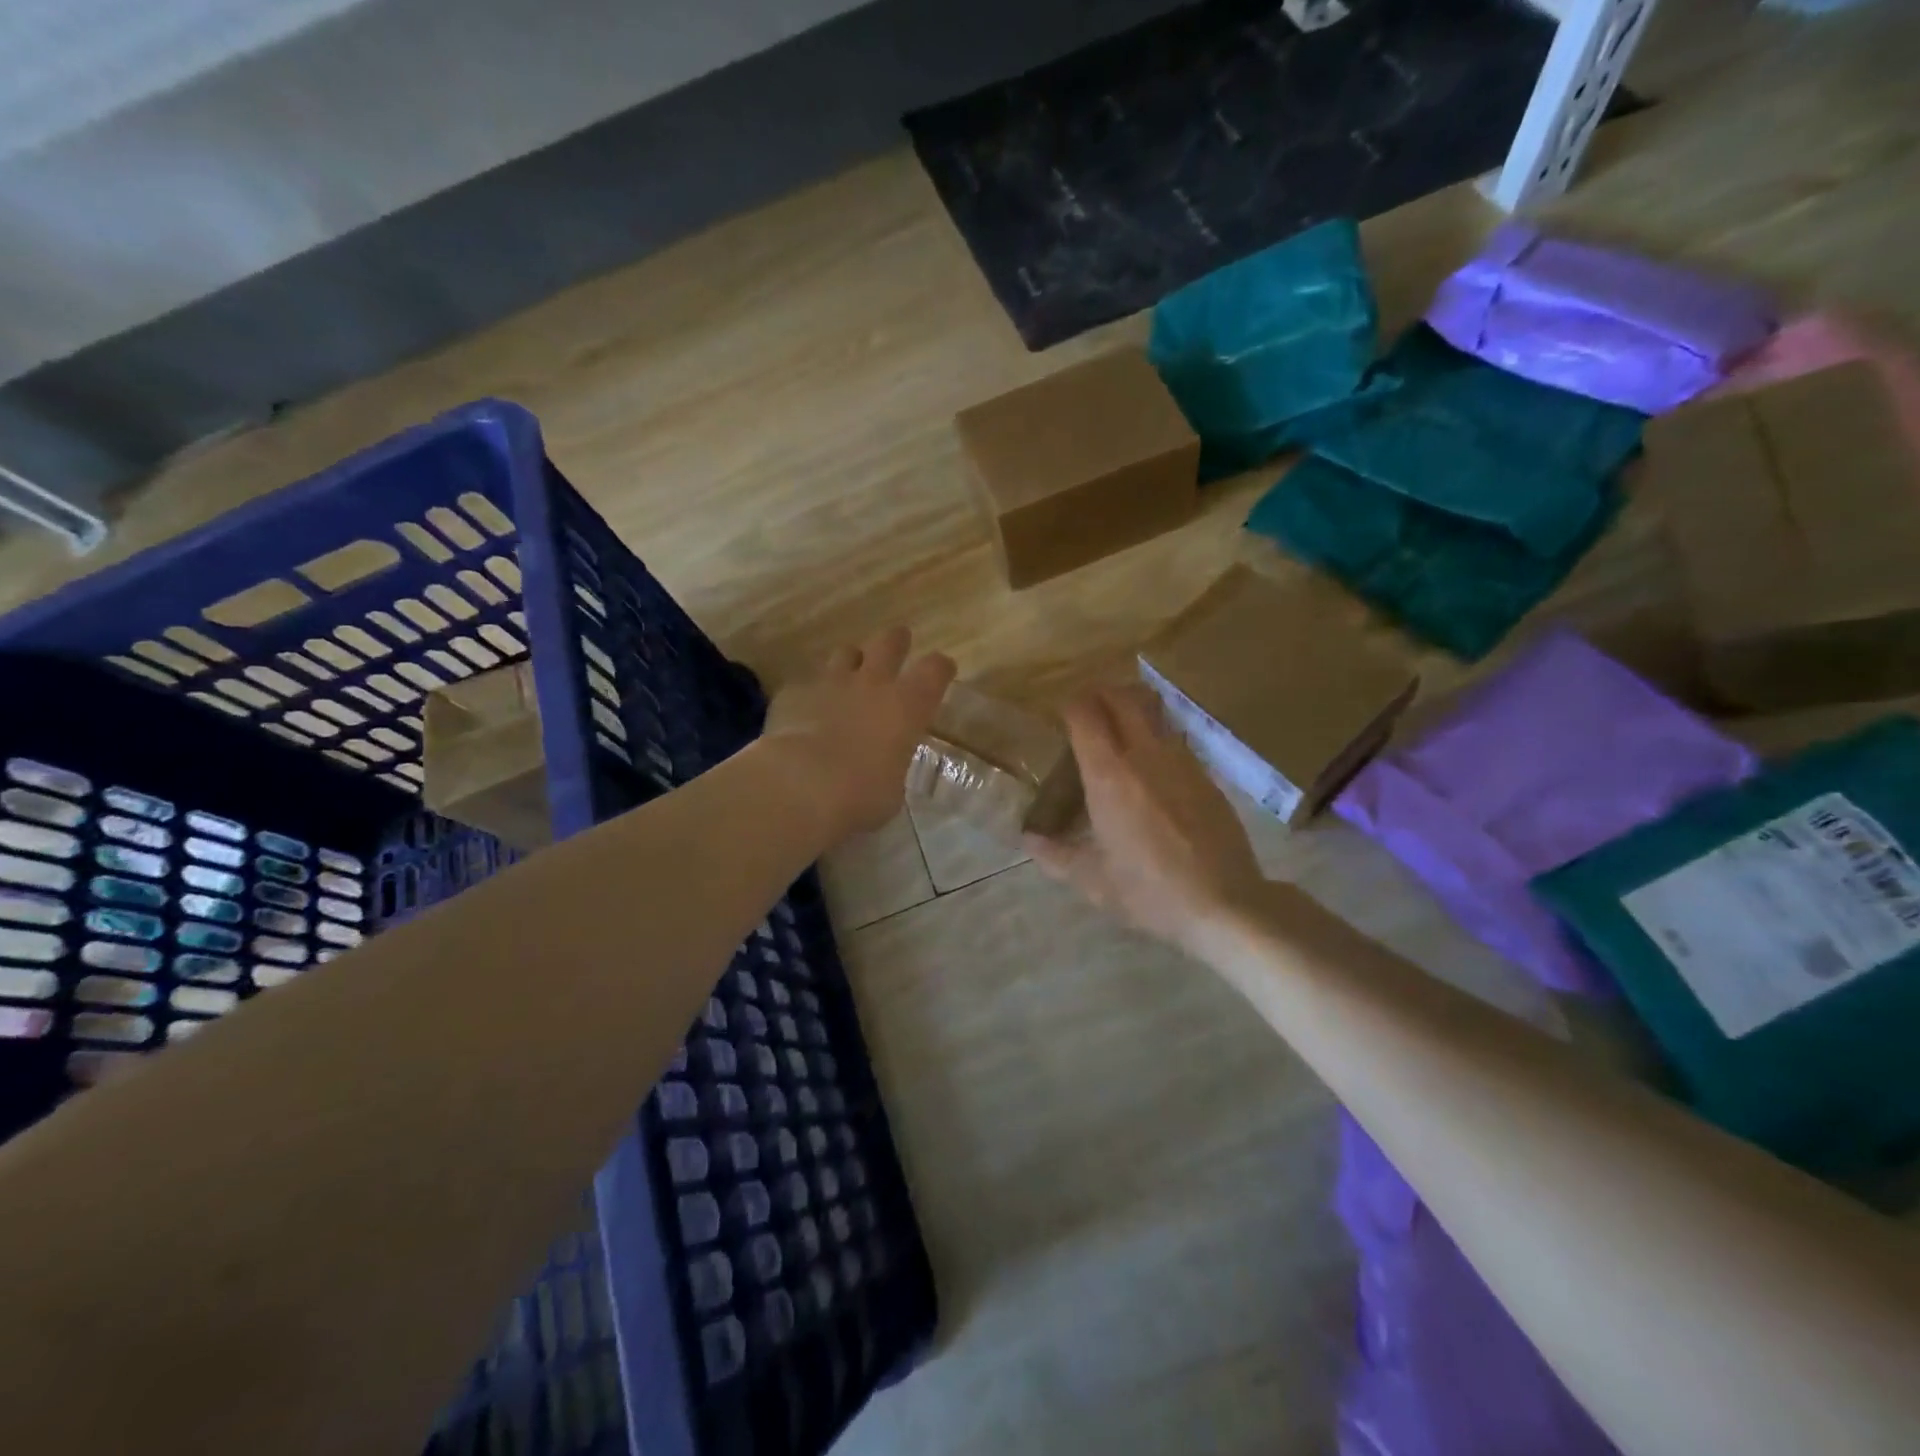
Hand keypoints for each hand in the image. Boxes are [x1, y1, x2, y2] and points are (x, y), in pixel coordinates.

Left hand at [763, 627, 956, 841]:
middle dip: (896, 641)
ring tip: (849, 673)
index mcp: (907, 705)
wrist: (802, 785)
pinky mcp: (794, 694)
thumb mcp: (893, 789)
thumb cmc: (862, 794)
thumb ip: (891, 767)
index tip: (943, 670)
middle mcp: (872, 683)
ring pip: (845, 654)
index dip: (940, 668)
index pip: (935, 669)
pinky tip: (806, 710)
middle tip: (898, 642)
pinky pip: (806, 685)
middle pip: (888, 643)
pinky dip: (811, 694)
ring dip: (850, 662)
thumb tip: (883, 770)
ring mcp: (830, 683)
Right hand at [1025, 684, 1263, 952]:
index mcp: (1109, 776)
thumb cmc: (1149, 892)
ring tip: (1118, 733)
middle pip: (1122, 697)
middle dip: (1101, 695)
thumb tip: (1029, 839)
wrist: (1224, 903)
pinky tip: (1152, 769)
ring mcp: (1181, 761)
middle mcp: (1144, 755)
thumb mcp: (1092, 881)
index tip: (1061, 717)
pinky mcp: (1206, 774)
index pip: (1085, 713)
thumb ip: (1055, 855)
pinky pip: (1175, 738)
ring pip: (1154, 712)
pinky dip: (1156, 737)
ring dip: (1131, 710)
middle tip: (1087, 713)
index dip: (1070, 706)